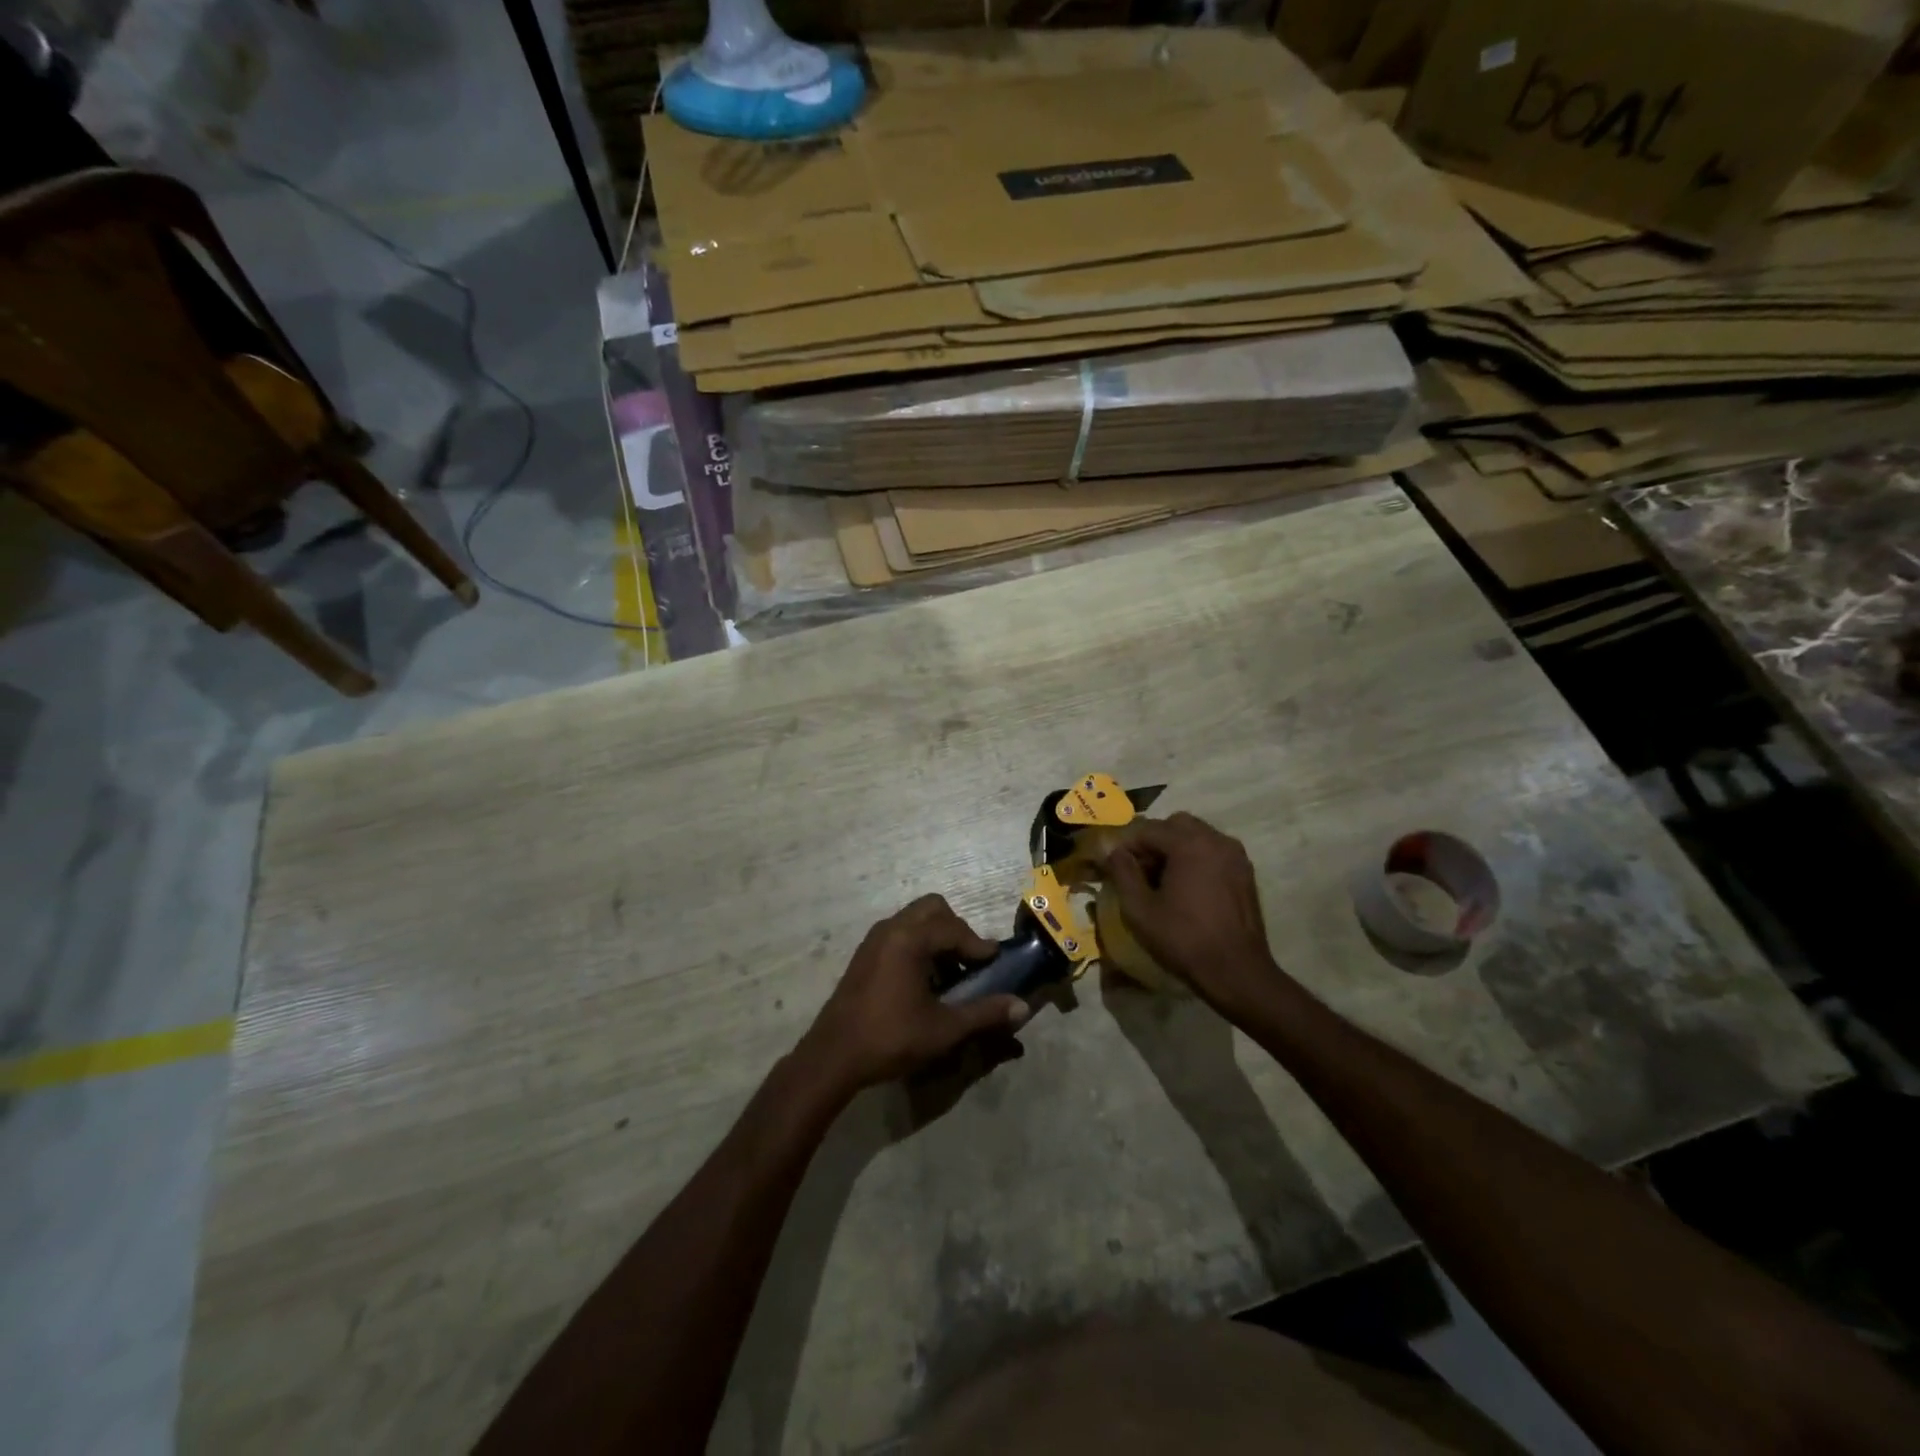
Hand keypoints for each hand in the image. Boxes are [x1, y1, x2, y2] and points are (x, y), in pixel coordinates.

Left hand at [799, 895, 1028, 1092]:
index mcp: (910, 939)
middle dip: (956, 931)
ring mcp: (874, 939)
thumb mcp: (944, 1029)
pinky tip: (923, 982)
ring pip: (915, 919)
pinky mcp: (864, 954)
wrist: (833, 1056)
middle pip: (934, 909)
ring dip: (937, 937)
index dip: (979, 946)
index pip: (955, 929)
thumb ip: (984, 1013)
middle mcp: (891, 928)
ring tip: (949, 975)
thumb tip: (1022, 1007)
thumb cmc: (890, 1039)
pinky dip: (918, 945)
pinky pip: (899, 933)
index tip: (996, 964)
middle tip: (969, 963)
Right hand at [1104, 813, 1286, 1020]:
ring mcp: (1235, 855)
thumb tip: (1113, 851)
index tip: (1115, 867)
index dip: (1127, 846)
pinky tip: (1187, 888)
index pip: (1148, 829)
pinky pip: (1214, 852)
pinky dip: (1196, 859)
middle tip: (1140, 872)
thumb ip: (1122, 872)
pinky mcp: (1245, 872)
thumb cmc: (1183, 939)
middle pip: (1175, 825)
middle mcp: (1216, 840)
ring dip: (1175, 849)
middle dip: (1154, 842)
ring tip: (1163, 881)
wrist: (1237, 972)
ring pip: (1197, 836)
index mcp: (1189, 844)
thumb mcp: (1139, 909)